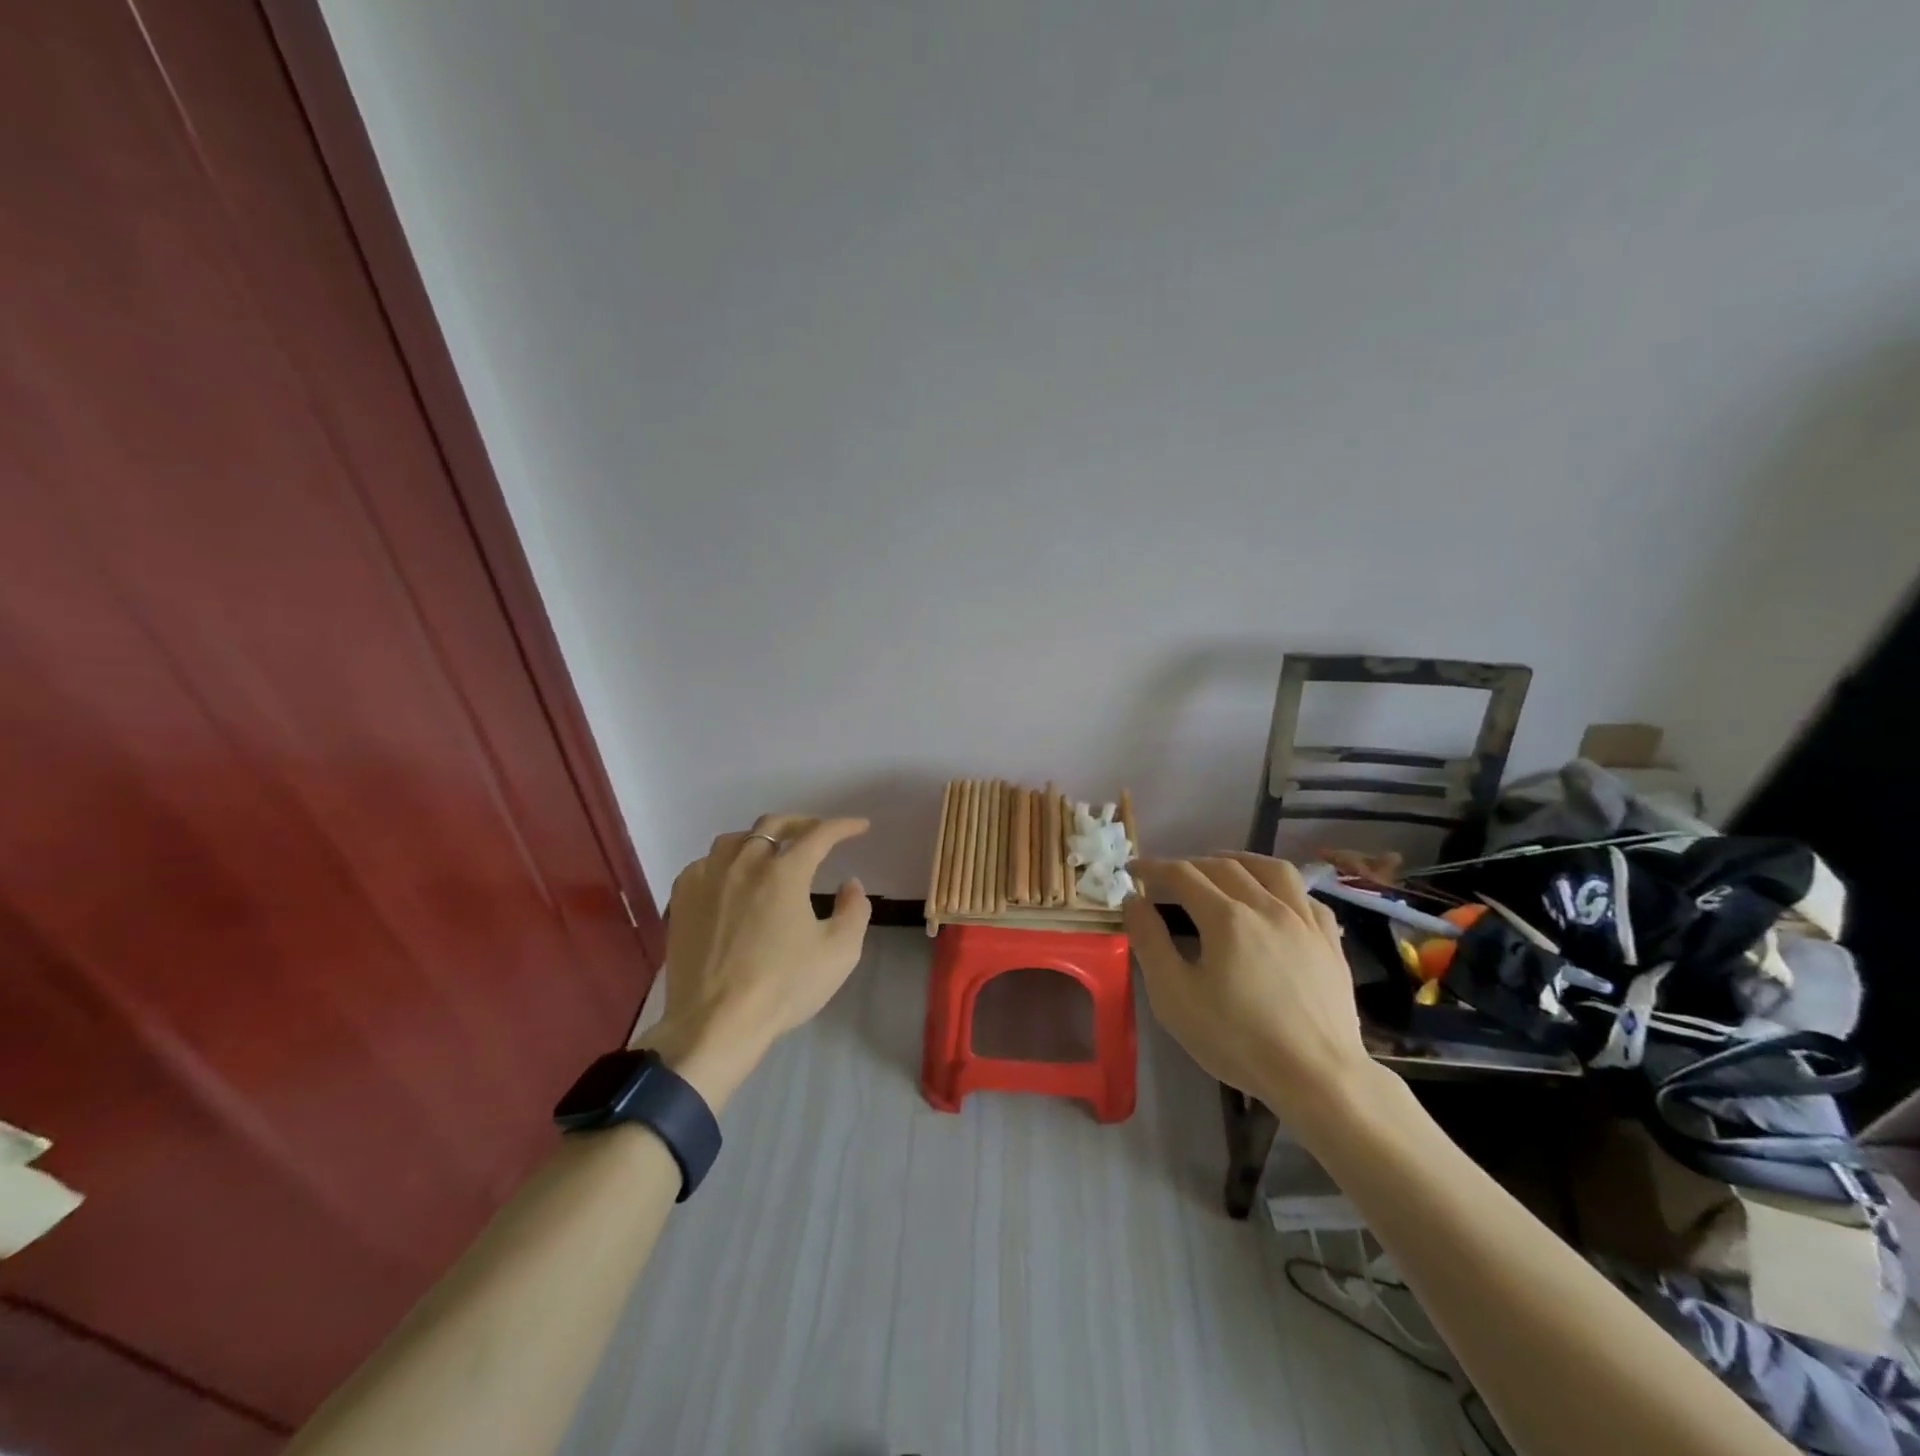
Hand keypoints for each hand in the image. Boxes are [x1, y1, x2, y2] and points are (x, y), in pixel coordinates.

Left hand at [635, 814, 871, 1110]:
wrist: (715, 1023)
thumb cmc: (782, 987)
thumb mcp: (839, 952)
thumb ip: (854, 910)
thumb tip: (849, 883)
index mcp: (784, 872)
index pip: (819, 834)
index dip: (844, 826)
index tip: (860, 826)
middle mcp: (743, 863)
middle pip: (774, 825)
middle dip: (802, 823)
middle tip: (819, 832)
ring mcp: (707, 878)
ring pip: (735, 839)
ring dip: (761, 839)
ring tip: (772, 852)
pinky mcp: (682, 898)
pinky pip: (705, 863)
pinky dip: (726, 861)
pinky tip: (731, 879)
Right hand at [1123, 853, 1381, 1131]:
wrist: (1318, 1078)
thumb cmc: (1237, 1040)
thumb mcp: (1174, 996)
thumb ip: (1150, 942)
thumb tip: (1133, 901)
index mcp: (1226, 918)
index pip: (1182, 875)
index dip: (1154, 868)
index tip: (1134, 870)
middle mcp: (1266, 906)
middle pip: (1224, 867)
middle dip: (1190, 864)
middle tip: (1169, 876)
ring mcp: (1304, 921)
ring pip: (1273, 869)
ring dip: (1240, 861)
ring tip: (1223, 866)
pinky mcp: (1330, 942)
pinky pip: (1306, 897)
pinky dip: (1283, 888)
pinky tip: (1275, 900)